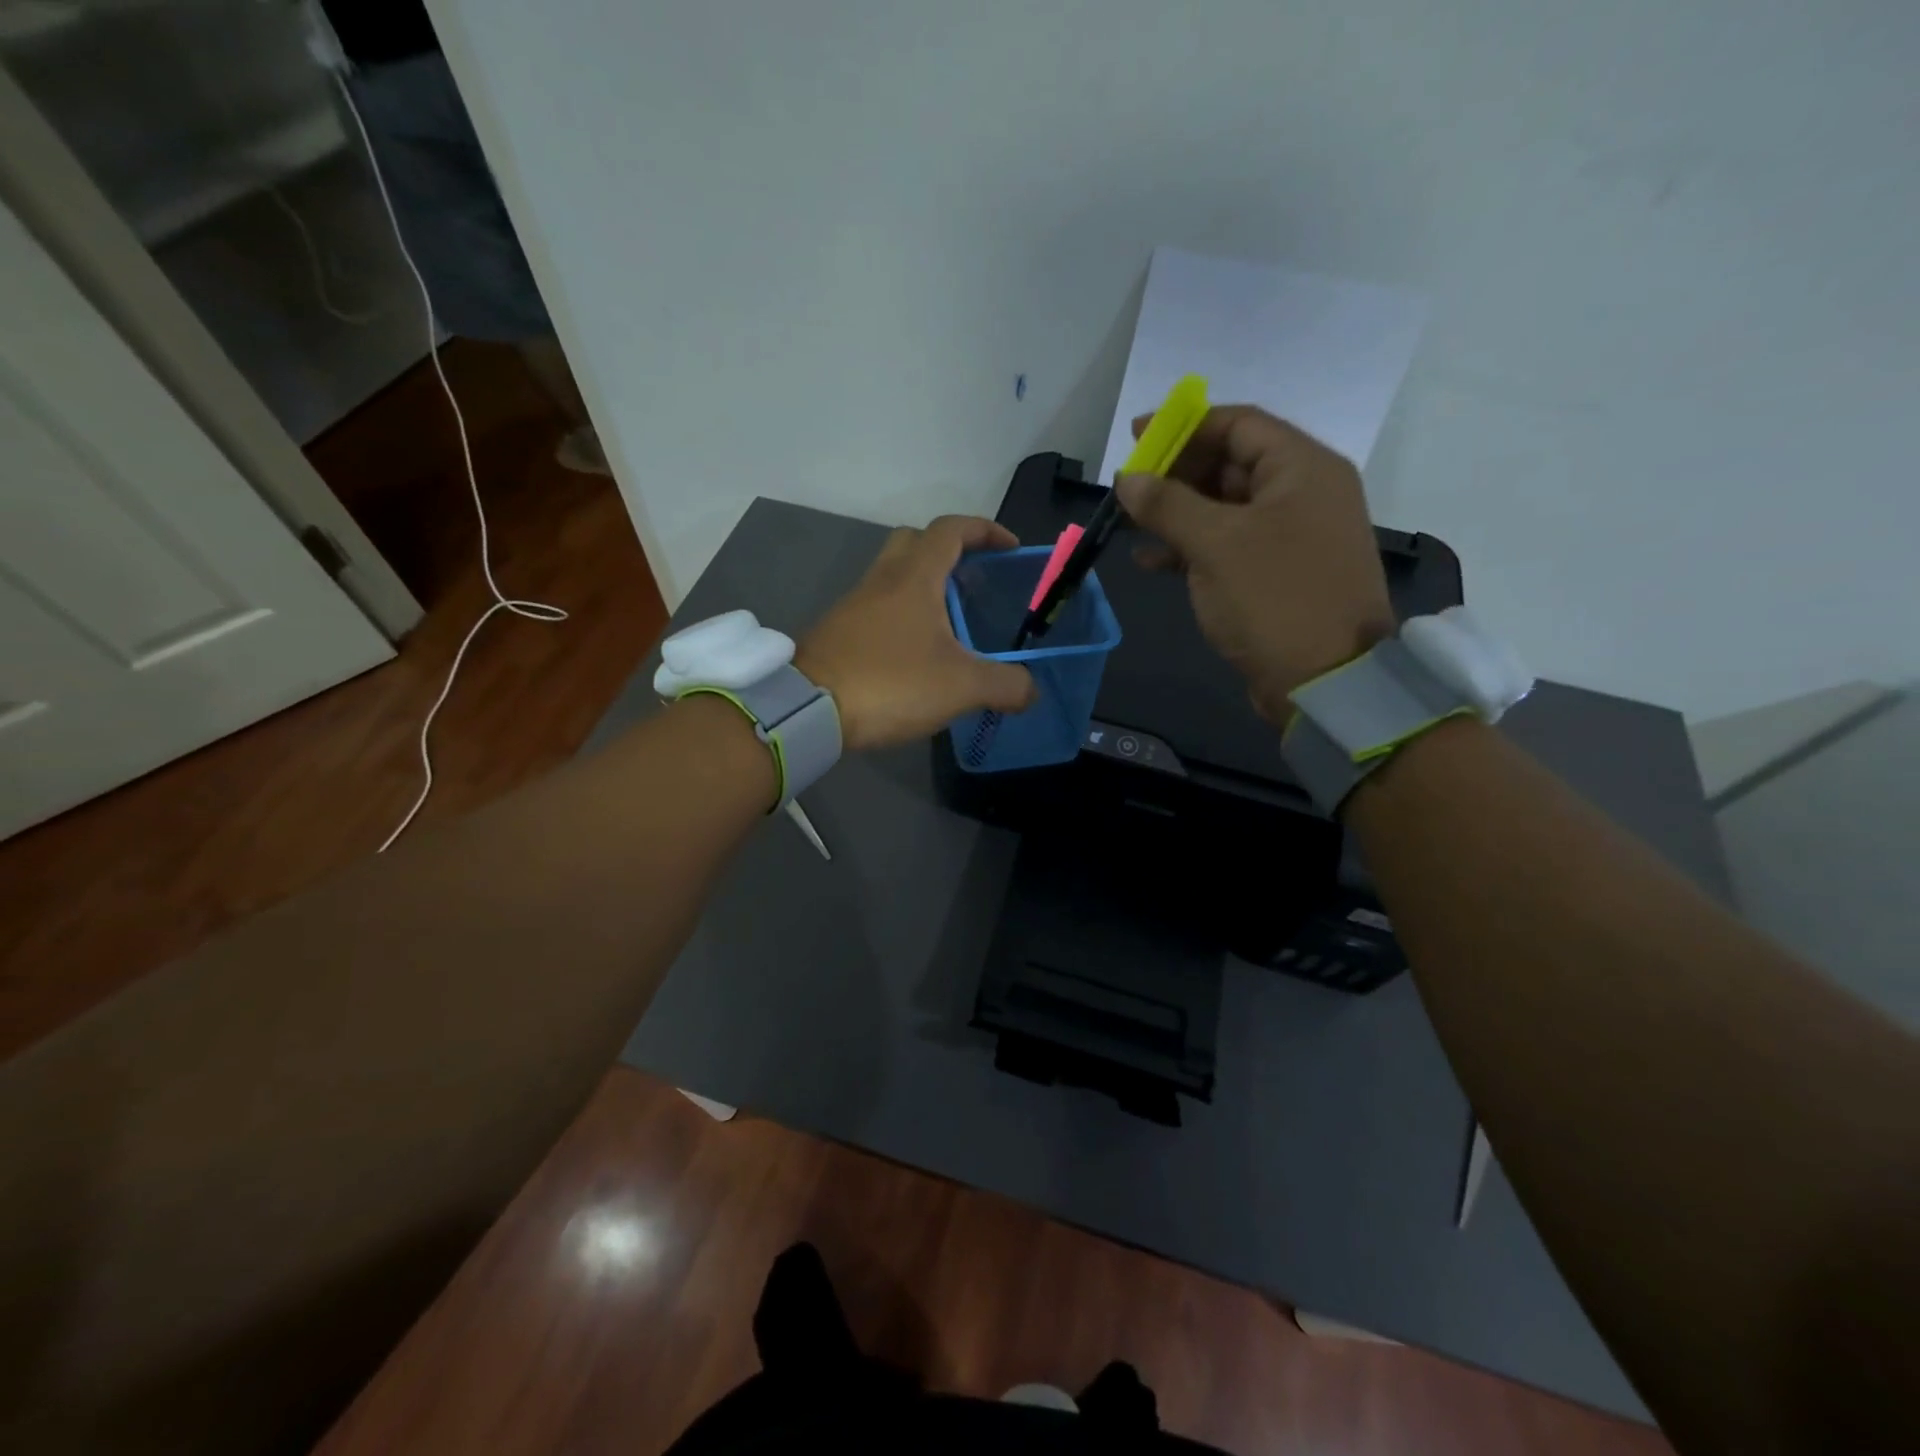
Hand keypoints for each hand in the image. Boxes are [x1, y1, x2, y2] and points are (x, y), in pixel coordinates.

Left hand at [796, 516, 1036, 751]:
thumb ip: (1006, 685)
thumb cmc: (891, 683)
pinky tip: (917, 653)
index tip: (1010, 548)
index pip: (951, 529)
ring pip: (893, 576)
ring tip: (952, 625)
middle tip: (973, 581)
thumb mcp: (962, 687)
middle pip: (915, 542)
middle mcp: (881, 580)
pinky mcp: (839, 632)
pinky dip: (903, 616)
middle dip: (948, 552)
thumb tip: (1031, 691)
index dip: (984, 530)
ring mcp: (855, 605)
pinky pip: (878, 608)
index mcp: (914, 577)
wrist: (810, 710)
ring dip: (924, 587)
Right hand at [1117, 406, 1394, 722]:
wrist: (1324, 681)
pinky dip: (1189, 548)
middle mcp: (1301, 493)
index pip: (1238, 425)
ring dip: (1176, 513)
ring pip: (1223, 508)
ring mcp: (1289, 536)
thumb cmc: (1274, 598)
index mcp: (1301, 469)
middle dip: (1175, 474)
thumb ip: (1167, 505)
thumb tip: (1128, 480)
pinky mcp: (1275, 574)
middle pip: (1230, 464)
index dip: (1184, 426)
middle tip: (1129, 487)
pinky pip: (1226, 546)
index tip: (1137, 438)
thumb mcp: (1215, 544)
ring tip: (1129, 523)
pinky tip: (1150, 561)